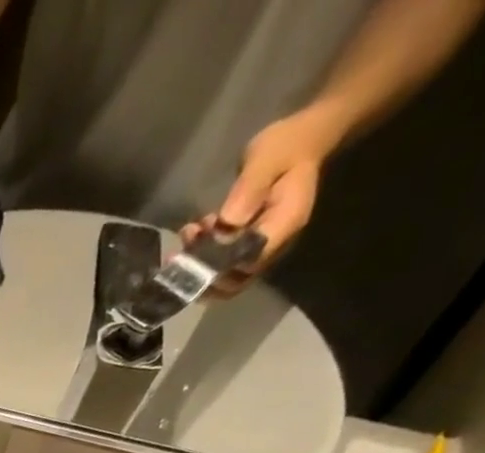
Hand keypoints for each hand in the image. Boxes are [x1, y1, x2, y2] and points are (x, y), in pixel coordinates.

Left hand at [182, 111, 333, 296]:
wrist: (300, 140)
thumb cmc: (286, 145)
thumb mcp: (267, 159)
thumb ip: (248, 191)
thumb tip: (227, 223)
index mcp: (284, 224)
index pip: (249, 263)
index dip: (220, 268)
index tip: (197, 252)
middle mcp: (274, 244)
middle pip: (234, 281)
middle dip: (203, 272)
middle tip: (184, 248)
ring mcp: (259, 248)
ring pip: (224, 276)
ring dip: (199, 264)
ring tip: (188, 233)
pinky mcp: (246, 245)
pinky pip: (222, 263)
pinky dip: (203, 254)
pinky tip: (192, 232)